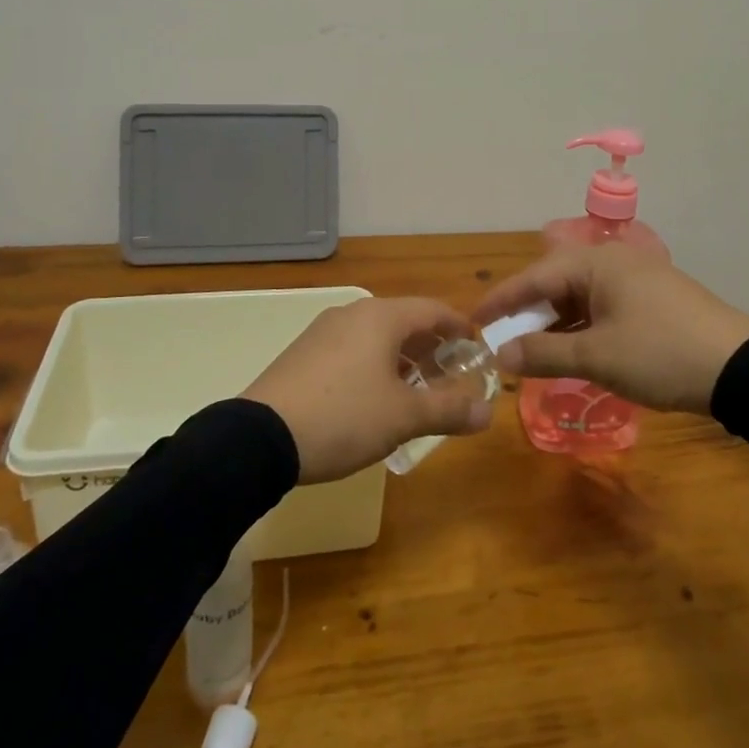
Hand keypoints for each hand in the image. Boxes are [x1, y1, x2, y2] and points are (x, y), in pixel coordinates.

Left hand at [242, 297, 492, 483]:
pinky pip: (352, 350)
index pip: (433, 309)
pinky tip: (375, 399)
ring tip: (417, 392)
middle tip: (451, 377)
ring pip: (377, 337)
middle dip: (431, 347)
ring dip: (403, 359)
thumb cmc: (344, 417)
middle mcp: (353, 314)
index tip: (476, 348)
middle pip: (405, 321)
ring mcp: (324, 332)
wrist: (260, 437)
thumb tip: (488, 413)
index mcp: (381, 317)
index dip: (459, 327)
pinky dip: (375, 365)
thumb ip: (448, 410)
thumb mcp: (403, 417)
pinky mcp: (304, 354)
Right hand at [474, 245, 748, 415]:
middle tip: (502, 339)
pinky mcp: (653, 300)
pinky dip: (582, 327)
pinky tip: (572, 351)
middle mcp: (614, 261)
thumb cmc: (661, 354)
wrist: (742, 369)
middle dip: (528, 312)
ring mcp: (637, 280)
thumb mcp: (597, 357)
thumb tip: (502, 354)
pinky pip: (602, 307)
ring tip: (532, 351)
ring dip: (555, 323)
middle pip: (557, 282)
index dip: (502, 300)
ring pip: (580, 297)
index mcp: (597, 262)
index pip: (535, 275)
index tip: (474, 320)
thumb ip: (544, 353)